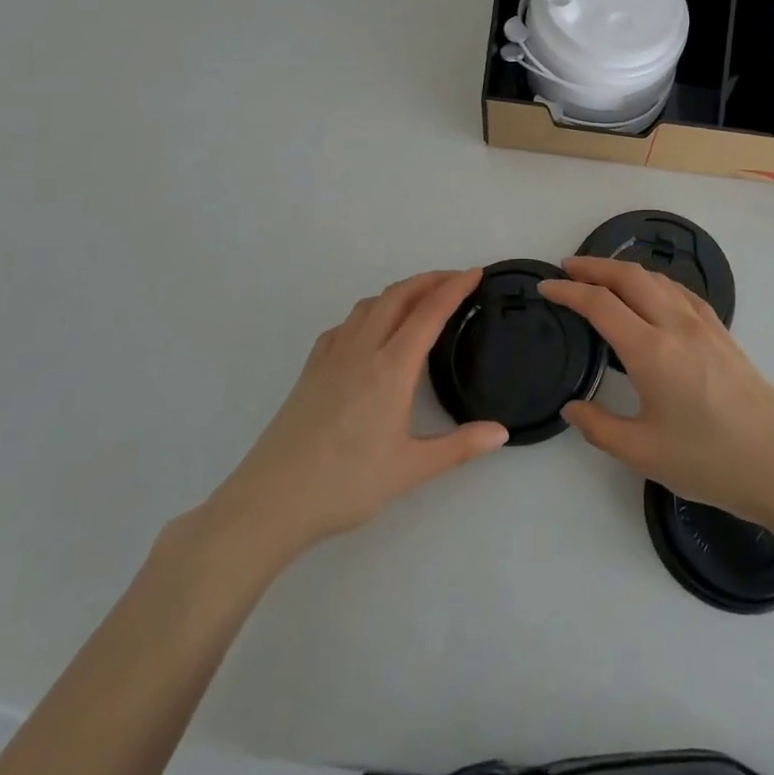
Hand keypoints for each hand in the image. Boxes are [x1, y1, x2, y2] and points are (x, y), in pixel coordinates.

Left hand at [198, 270, 507, 557]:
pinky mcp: (310, 370)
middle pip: (398, 296)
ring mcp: (331, 357)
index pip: (428, 313)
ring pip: (368, 305)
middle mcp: (361, 350)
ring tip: (419, 300)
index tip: (475, 272)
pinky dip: (368, 313)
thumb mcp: (410, 469)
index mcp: (391, 368)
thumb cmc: (346, 485)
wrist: (271, 501)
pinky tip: (370, 331)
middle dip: (429, 280)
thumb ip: (460, 447)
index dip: (454, 288)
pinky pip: (344, 325)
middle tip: (456, 279)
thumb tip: (502, 432)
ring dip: (399, 292)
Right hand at [540, 257, 773, 526]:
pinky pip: (682, 293)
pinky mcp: (724, 334)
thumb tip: (571, 407)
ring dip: (625, 271)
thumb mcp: (642, 452)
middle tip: (567, 268)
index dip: (568, 291)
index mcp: (651, 351)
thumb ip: (598, 426)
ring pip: (659, 280)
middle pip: (630, 277)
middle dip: (594, 266)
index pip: (600, 304)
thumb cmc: (707, 461)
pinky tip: (653, 296)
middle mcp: (677, 326)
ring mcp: (705, 326)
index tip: (545, 286)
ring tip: (603, 278)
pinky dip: (656, 283)